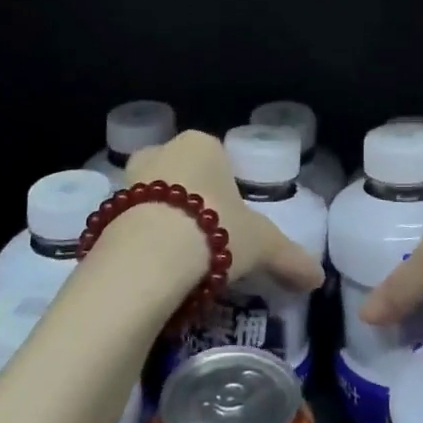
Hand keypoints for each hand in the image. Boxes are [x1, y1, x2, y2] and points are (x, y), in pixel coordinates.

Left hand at [126, 131, 323, 291]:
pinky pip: (132, 226)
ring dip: (167, 223)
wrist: (148, 257)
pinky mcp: (104, 214)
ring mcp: (128, 181)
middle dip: (194, 204)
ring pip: (155, 200)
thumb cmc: (214, 230)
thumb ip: (290, 258)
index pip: (220, 161)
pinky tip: (157, 272)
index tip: (235, 226)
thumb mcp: (262, 244)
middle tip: (209, 242)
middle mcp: (162, 152)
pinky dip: (144, 244)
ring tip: (183, 263)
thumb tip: (318, 278)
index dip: (230, 193)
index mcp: (201, 144)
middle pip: (184, 177)